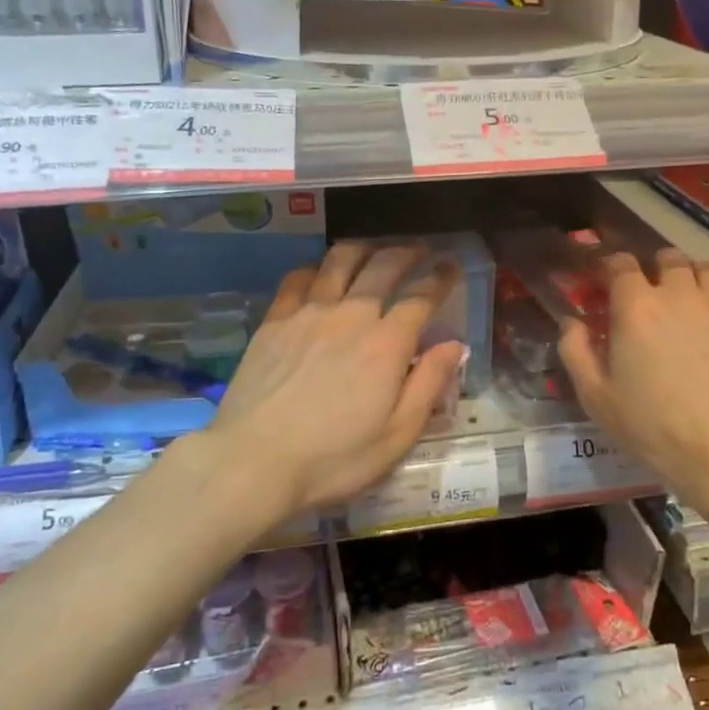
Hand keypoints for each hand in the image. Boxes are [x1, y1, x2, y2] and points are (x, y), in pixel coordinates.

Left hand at [196, 243, 463, 525]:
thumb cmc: (333, 458)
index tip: (450, 266)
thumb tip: (454, 345)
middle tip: (418, 250)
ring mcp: (309, 312)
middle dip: (406, 253)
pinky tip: (320, 273)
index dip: (440, 278)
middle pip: (384, 266)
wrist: (254, 460)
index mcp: (386, 343)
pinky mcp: (275, 319)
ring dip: (363, 249)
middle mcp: (351, 315)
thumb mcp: (396, 435)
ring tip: (373, 251)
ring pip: (340, 260)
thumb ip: (429, 385)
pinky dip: (316, 267)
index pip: (421, 297)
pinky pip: (299, 277)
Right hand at [557, 248, 708, 505]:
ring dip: (687, 275)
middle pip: (666, 258)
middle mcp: (678, 294)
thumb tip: (572, 322)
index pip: (620, 263)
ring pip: (703, 269)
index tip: (603, 281)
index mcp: (635, 307)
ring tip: (682, 299)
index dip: (609, 266)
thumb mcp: (596, 397)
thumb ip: (575, 351)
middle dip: (652, 267)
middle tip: (645, 293)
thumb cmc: (653, 426)